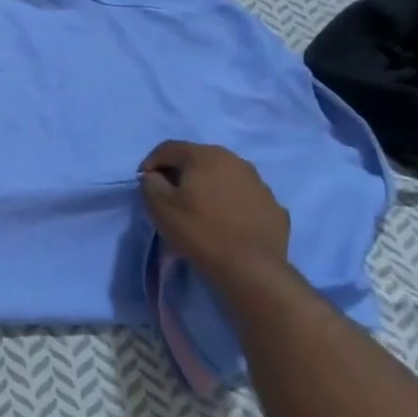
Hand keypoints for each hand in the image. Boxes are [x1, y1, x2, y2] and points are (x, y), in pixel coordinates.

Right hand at [139, 141, 289, 283]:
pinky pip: (243, 197)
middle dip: (180, 173)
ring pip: (223, 176)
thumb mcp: (159, 206)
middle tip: (170, 196)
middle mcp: (235, 160)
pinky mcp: (273, 205)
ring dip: (207, 187)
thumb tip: (154, 177)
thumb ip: (150, 183)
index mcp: (206, 156)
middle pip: (198, 159)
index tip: (144, 185)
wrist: (252, 268)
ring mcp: (259, 183)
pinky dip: (230, 203)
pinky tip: (225, 223)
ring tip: (200, 210)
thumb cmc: (200, 232)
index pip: (168, 148)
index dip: (150, 163)